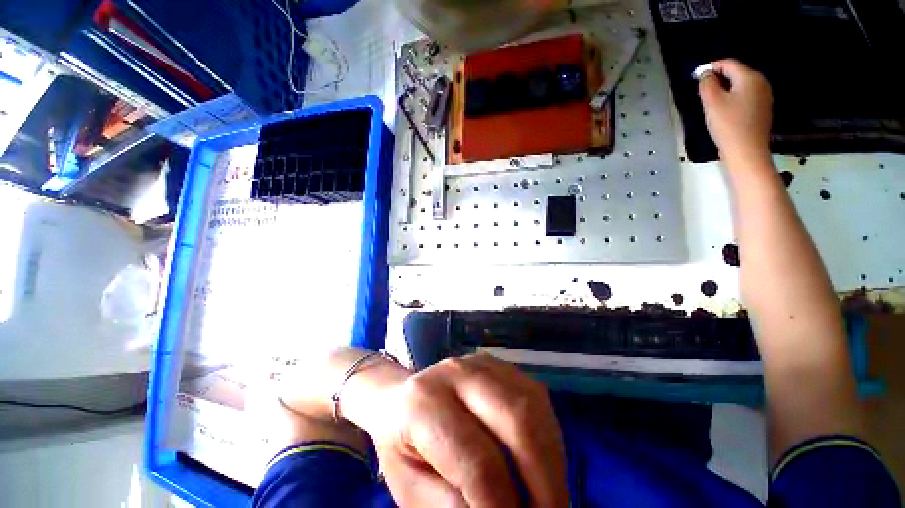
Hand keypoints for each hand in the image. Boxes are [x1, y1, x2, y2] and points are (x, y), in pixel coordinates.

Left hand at [344, 354, 567, 507]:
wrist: (401, 400)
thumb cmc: (403, 450)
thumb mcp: (414, 493)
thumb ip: (458, 507)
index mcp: (424, 404)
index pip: (478, 462)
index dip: (504, 507)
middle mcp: (456, 373)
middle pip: (517, 419)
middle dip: (544, 478)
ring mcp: (481, 363)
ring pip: (533, 404)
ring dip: (551, 457)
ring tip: (546, 493)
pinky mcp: (499, 365)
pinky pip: (536, 397)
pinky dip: (547, 435)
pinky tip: (539, 461)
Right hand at [698, 59, 773, 163]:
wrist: (747, 152)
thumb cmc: (728, 125)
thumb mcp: (712, 102)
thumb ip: (707, 84)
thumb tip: (705, 74)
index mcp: (750, 78)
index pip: (729, 63)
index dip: (711, 67)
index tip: (696, 76)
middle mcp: (761, 83)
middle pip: (737, 73)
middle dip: (719, 79)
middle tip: (702, 90)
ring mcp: (764, 97)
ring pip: (741, 86)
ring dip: (725, 90)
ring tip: (711, 102)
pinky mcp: (762, 110)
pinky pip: (745, 97)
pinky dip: (733, 99)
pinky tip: (724, 111)